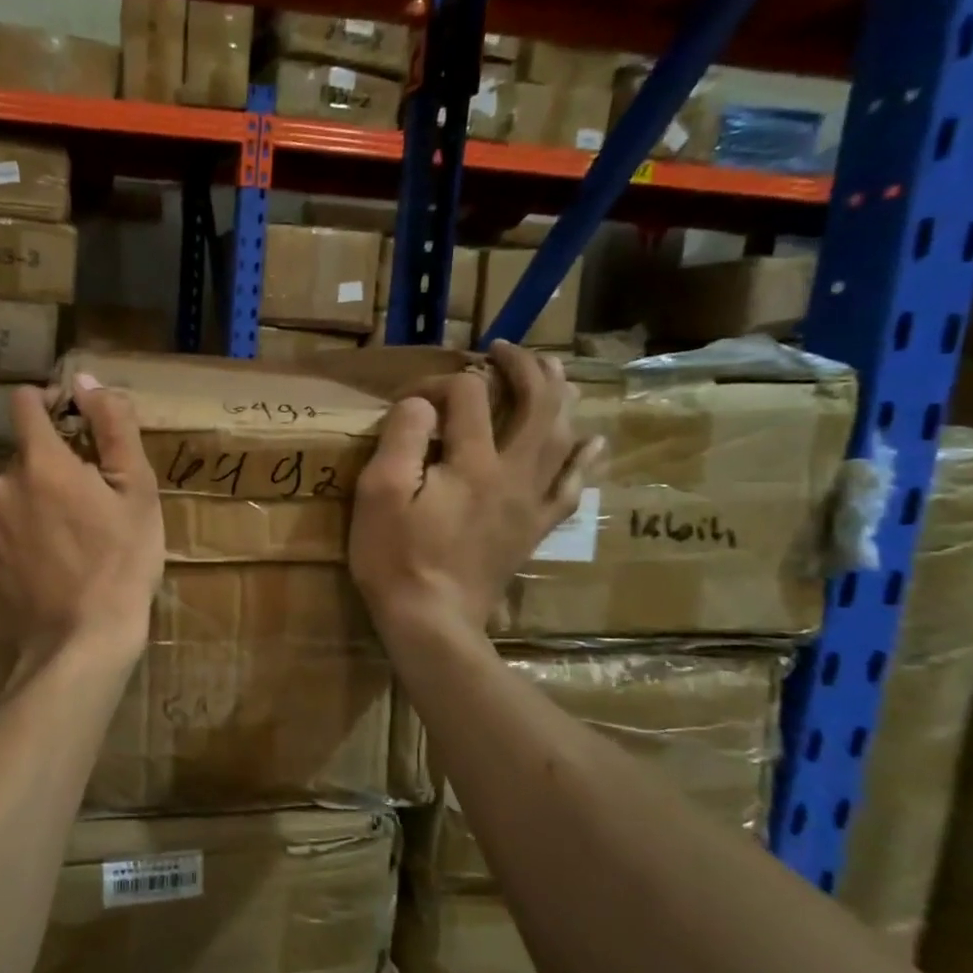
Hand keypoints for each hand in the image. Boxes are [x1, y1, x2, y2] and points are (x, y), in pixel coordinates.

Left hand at [0, 374, 165, 659]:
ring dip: (35, 503)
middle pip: (26, 456)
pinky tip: (45, 564)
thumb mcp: (137, 490)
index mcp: (42, 462)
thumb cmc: (122, 561)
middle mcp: (2, 485)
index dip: (48, 402)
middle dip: (53, 468)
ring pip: (13, 495)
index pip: (25, 404)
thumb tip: (87, 381)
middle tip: (89, 504)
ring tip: (69, 540)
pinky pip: (0, 530)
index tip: (72, 420)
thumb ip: (113, 426)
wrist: (83, 639)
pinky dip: (19, 536)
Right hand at [349, 343, 601, 634]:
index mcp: (473, 462)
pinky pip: (571, 487)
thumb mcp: (379, 493)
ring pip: (563, 438)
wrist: (432, 622)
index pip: (469, 396)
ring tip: (553, 374)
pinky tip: (593, 443)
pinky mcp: (534, 528)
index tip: (410, 400)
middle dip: (524, 368)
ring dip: (560, 398)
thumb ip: (403, 438)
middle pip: (538, 405)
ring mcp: (530, 502)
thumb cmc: (396, 557)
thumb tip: (422, 404)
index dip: (440, 383)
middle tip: (504, 351)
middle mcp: (513, 473)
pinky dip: (583, 459)